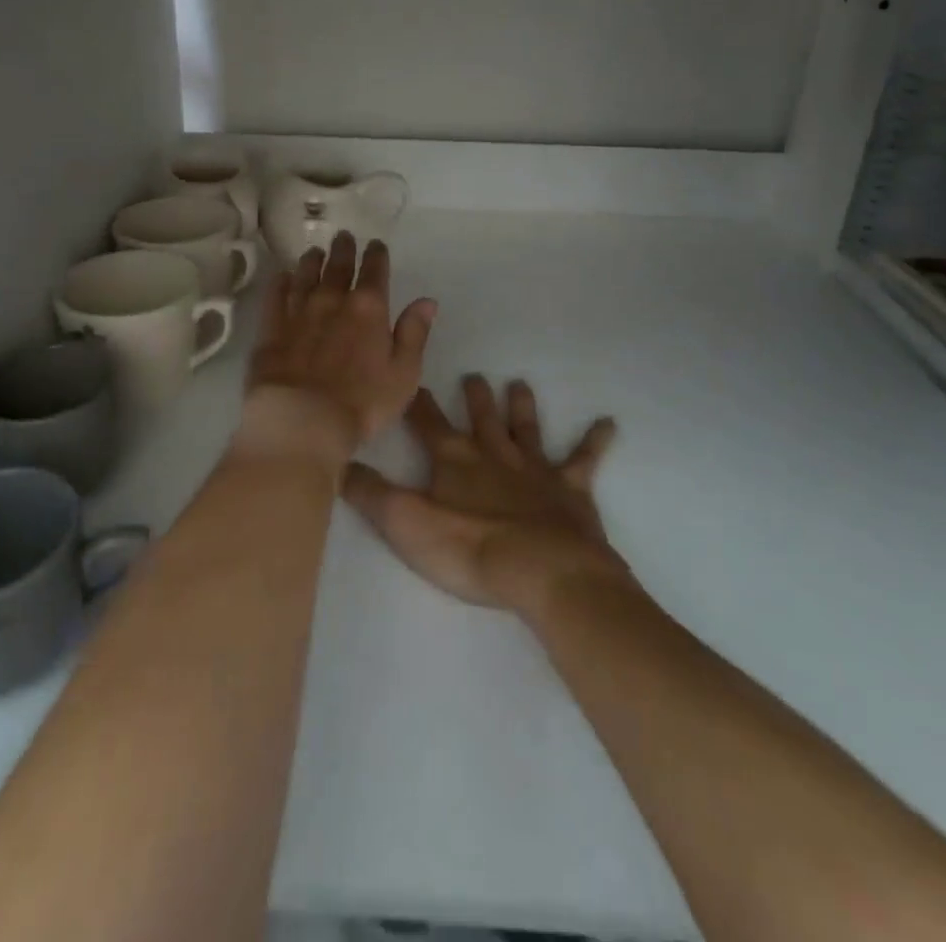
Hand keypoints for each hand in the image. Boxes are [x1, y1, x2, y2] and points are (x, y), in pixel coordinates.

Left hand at [245, 232, 438, 452]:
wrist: (302, 419)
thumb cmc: (363, 402)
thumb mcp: (404, 373)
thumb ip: (414, 333)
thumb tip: (427, 300)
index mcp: (369, 309)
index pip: (375, 272)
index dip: (376, 255)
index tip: (375, 244)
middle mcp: (333, 301)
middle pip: (338, 267)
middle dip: (343, 250)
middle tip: (343, 236)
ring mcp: (299, 313)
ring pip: (306, 277)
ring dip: (312, 262)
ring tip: (314, 252)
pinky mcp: (272, 329)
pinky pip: (276, 298)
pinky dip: (280, 283)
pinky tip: (282, 276)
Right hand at [343, 375, 629, 613]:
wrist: (542, 571)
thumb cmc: (470, 547)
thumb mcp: (405, 523)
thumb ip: (369, 493)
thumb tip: (336, 461)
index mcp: (454, 459)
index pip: (428, 423)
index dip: (416, 402)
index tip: (410, 377)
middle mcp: (494, 454)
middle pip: (480, 419)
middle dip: (474, 397)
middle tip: (473, 375)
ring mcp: (535, 469)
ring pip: (526, 429)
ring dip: (521, 407)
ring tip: (519, 383)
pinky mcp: (570, 490)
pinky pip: (584, 459)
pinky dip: (595, 441)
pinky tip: (609, 423)